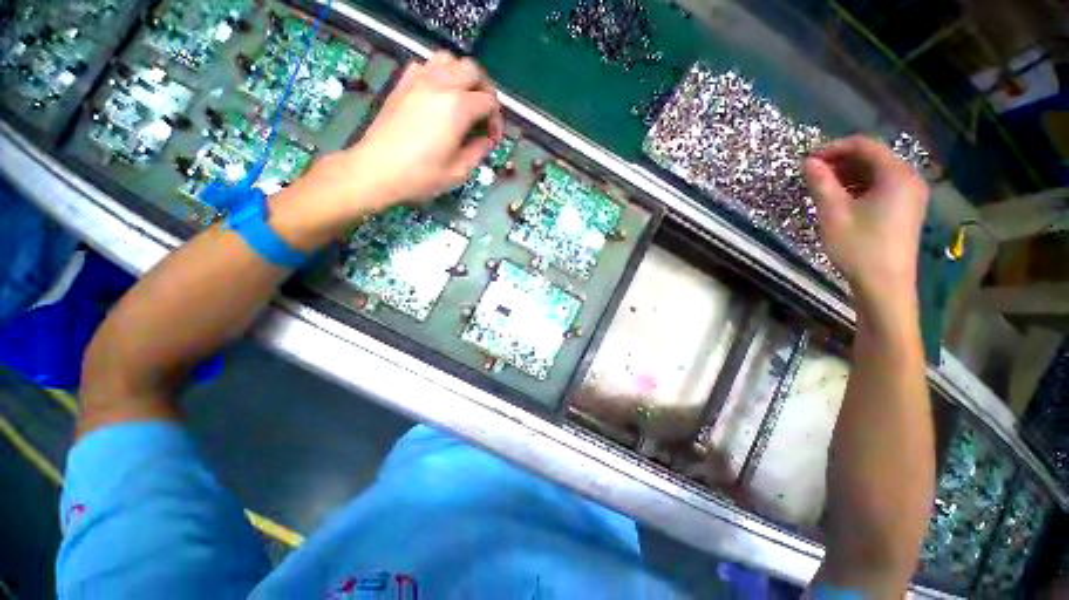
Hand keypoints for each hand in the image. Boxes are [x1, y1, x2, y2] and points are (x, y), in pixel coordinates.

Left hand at [269, 52, 502, 248]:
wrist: (377, 169)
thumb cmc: (421, 175)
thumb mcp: (459, 171)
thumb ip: (478, 151)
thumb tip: (486, 140)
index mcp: (458, 107)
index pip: (489, 102)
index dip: (497, 120)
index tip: (492, 139)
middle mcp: (441, 84)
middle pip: (473, 70)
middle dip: (485, 90)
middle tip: (484, 114)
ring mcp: (419, 79)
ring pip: (449, 59)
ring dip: (462, 76)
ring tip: (463, 99)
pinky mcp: (403, 83)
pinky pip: (427, 65)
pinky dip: (440, 74)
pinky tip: (439, 95)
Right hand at [804, 135, 928, 300]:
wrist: (885, 284)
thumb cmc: (859, 247)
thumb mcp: (834, 213)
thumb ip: (822, 184)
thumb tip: (809, 162)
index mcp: (896, 175)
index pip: (865, 146)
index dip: (835, 148)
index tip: (808, 159)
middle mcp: (909, 179)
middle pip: (874, 157)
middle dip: (841, 161)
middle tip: (813, 173)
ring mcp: (911, 195)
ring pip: (877, 172)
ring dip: (849, 174)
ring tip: (823, 186)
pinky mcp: (907, 209)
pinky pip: (883, 186)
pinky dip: (860, 186)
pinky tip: (842, 198)